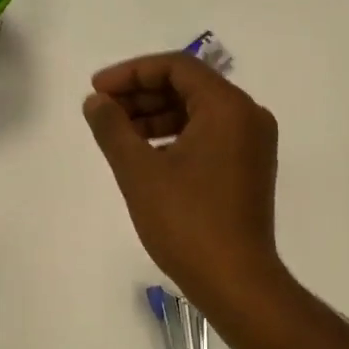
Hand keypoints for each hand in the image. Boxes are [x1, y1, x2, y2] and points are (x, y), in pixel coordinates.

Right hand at [82, 52, 283, 313]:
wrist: (236, 281)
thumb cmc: (187, 222)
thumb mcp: (139, 171)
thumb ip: (113, 128)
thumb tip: (95, 101)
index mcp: (228, 107)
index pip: (177, 67)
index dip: (131, 72)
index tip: (97, 90)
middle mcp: (248, 116)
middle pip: (188, 86)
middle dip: (141, 94)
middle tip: (103, 111)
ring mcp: (253, 143)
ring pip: (197, 111)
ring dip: (156, 116)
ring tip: (117, 133)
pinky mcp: (249, 167)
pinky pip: (209, 134)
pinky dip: (175, 136)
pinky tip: (145, 153)